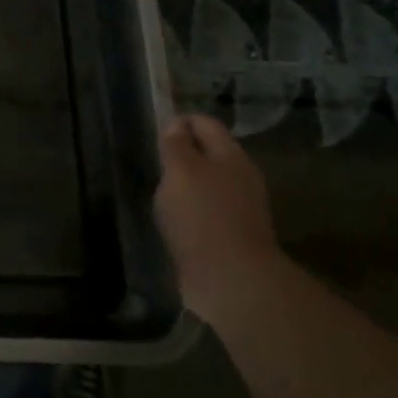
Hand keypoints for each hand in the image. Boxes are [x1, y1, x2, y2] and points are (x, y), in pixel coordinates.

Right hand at [154, 113, 283, 311]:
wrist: (231, 277)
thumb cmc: (201, 215)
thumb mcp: (180, 172)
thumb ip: (176, 145)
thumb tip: (176, 123)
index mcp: (230, 155)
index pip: (206, 124)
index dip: (181, 121)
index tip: (156, 131)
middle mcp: (241, 176)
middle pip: (211, 152)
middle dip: (185, 151)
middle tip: (156, 159)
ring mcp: (240, 206)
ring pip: (211, 181)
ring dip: (188, 181)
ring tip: (162, 188)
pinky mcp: (233, 232)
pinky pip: (210, 208)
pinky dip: (193, 206)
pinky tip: (177, 217)